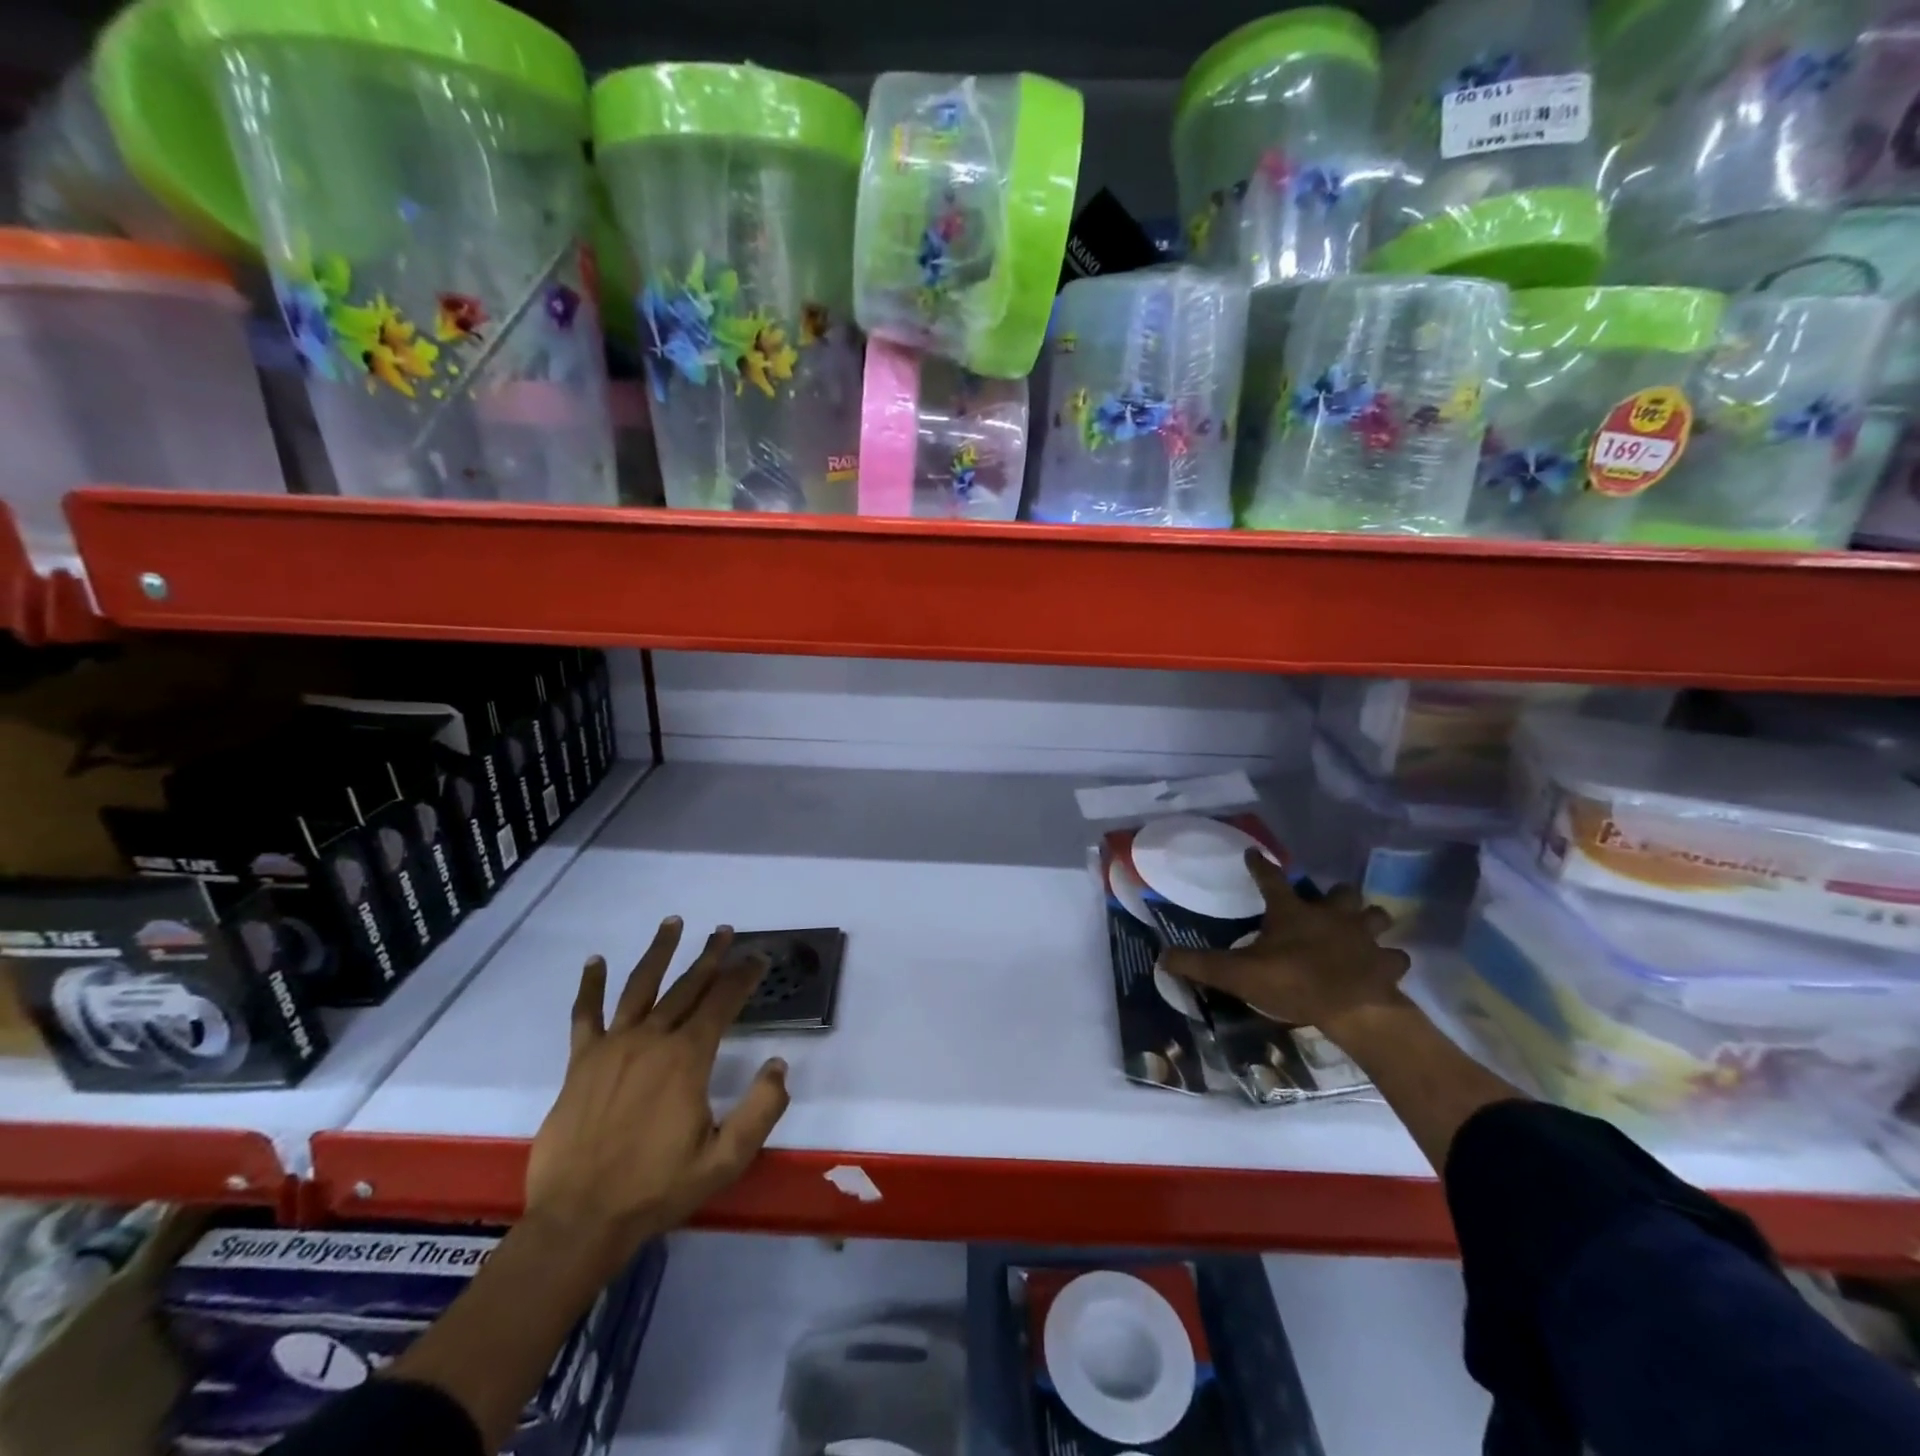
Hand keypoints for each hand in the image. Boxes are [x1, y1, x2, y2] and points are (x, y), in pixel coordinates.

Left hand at [524, 919, 788, 1274]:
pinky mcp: (581, 1063)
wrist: (580, 1220)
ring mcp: (613, 1047)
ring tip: (673, 923)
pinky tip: (595, 962)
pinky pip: (586, 1015)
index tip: (759, 958)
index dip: (744, 977)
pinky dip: (590, 986)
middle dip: (711, 956)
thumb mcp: (725, 1159)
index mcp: (688, 1058)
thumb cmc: (657, 1188)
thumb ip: (761, 1110)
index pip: (723, 1002)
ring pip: (641, 987)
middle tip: (725, 931)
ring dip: (660, 952)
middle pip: (687, 986)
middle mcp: (652, 1039)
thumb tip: (779, 1064)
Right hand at [1161, 851, 1410, 1036]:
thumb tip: (1162, 956)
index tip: (1253, 853)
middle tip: (1329, 904)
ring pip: (1375, 916)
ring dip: (1369, 920)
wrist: (1353, 1010)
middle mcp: (1331, 915)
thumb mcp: (1237, 974)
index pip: (1270, 879)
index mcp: (1292, 912)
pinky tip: (1383, 966)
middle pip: (1341, 892)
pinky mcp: (1386, 964)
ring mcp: (1364, 937)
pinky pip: (1394, 957)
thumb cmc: (1292, 983)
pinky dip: (1389, 960)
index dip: (1259, 866)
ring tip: (1361, 928)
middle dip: (1337, 895)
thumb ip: (1200, 964)